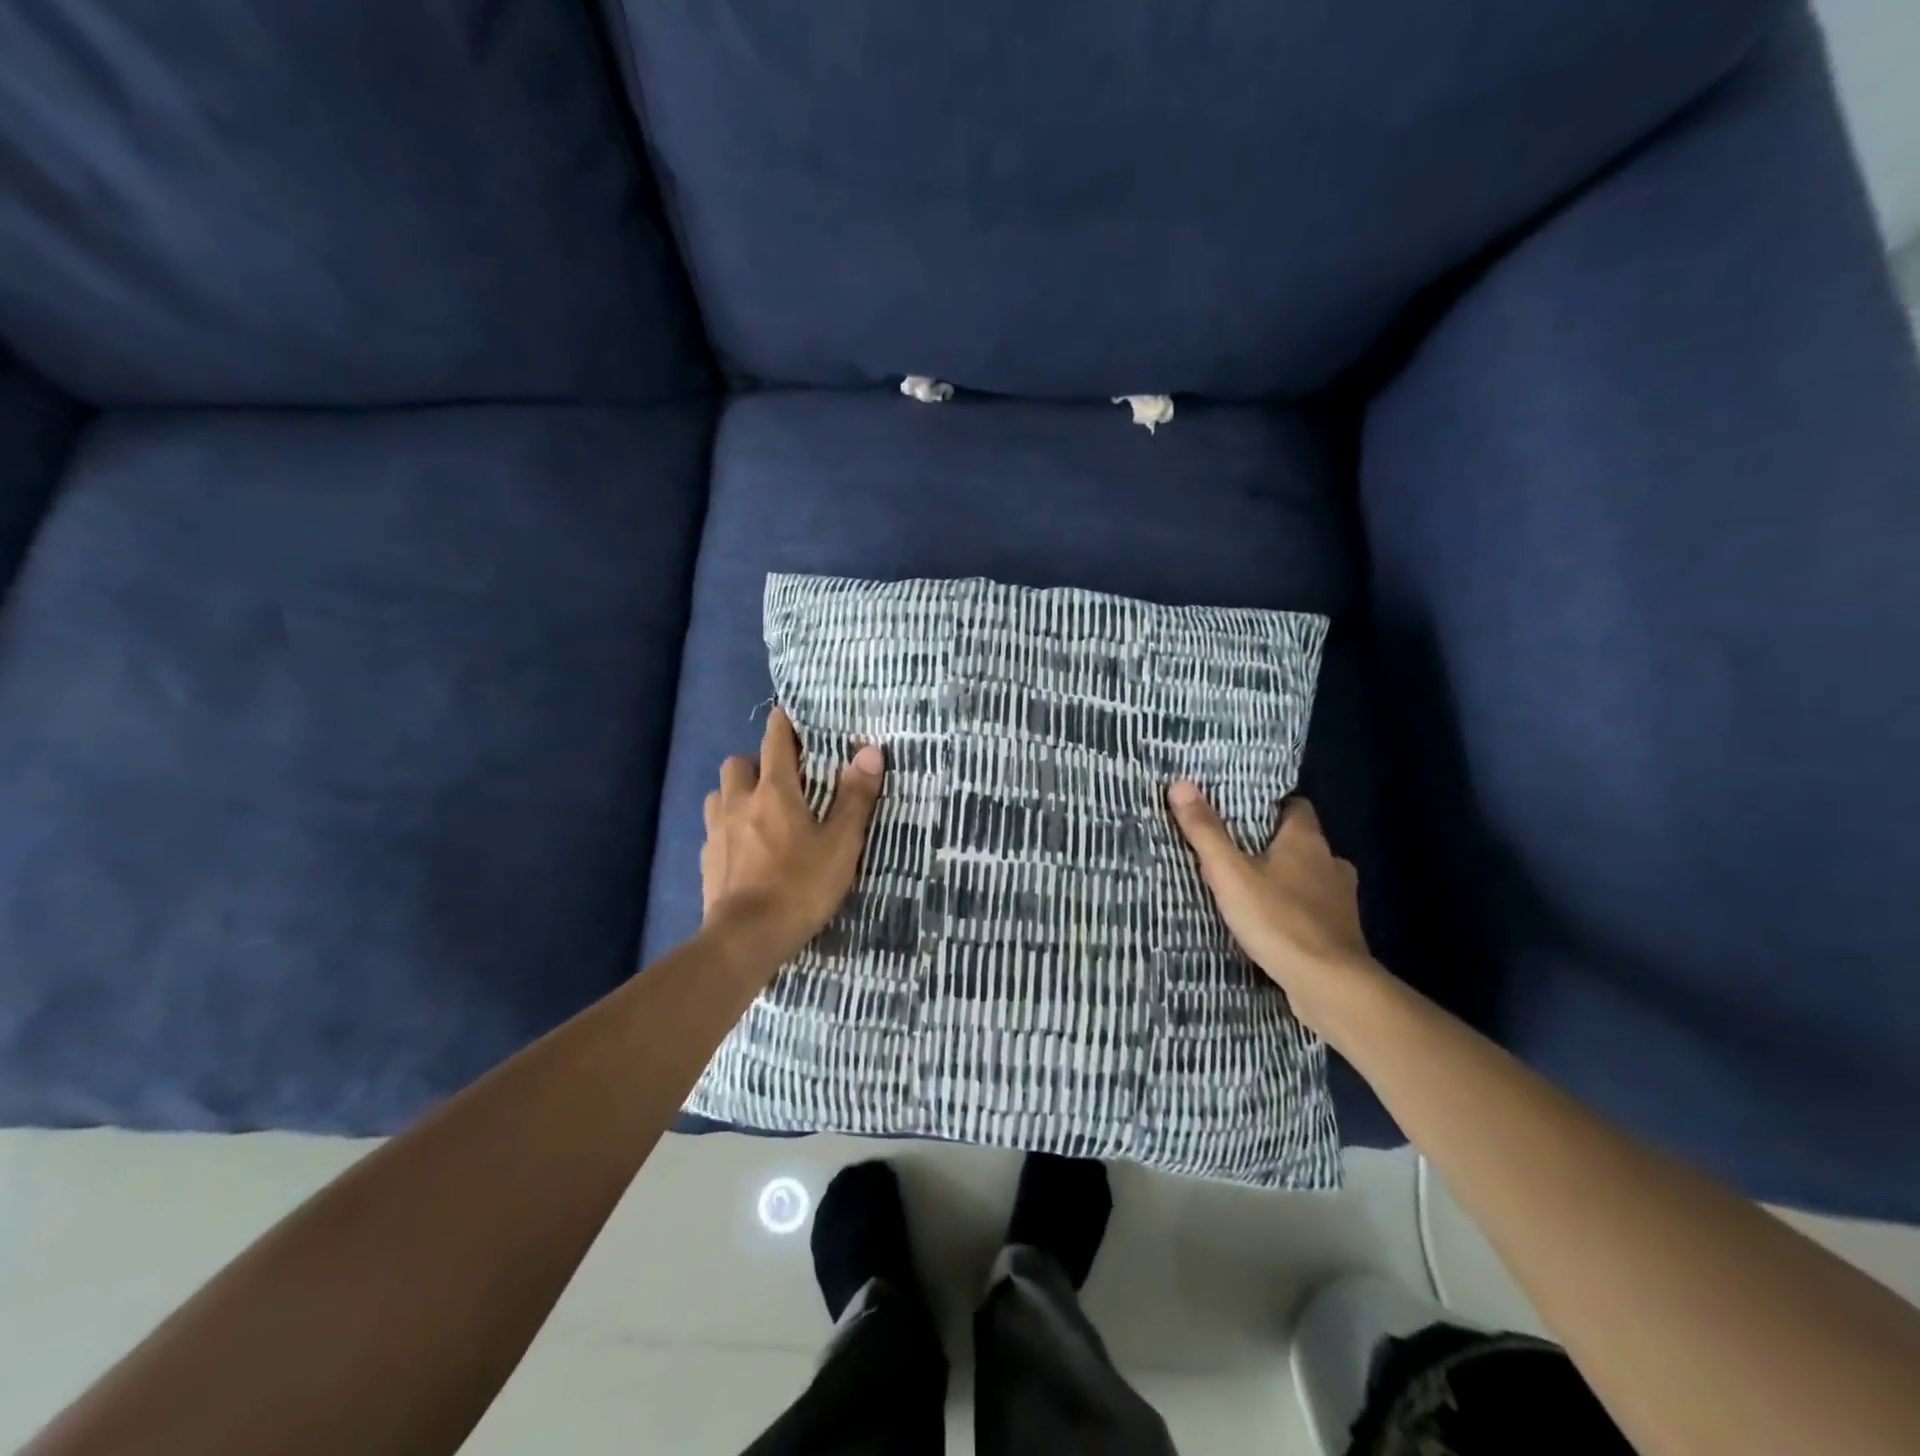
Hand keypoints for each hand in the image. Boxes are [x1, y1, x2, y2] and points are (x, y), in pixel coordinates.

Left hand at [702, 708, 885, 969]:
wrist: (746, 939)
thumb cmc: (800, 886)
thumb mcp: (841, 844)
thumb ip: (855, 797)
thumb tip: (869, 751)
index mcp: (774, 791)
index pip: (775, 740)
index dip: (783, 724)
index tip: (790, 716)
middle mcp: (739, 802)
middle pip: (738, 762)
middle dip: (756, 761)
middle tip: (782, 779)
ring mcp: (716, 831)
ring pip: (719, 793)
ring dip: (737, 793)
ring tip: (759, 811)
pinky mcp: (706, 859)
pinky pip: (713, 828)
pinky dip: (728, 827)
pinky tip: (744, 848)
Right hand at [1166, 784, 1382, 1039]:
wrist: (1330, 986)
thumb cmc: (1278, 919)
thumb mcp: (1230, 873)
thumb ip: (1205, 831)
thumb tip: (1180, 783)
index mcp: (1307, 841)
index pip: (1296, 806)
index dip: (1271, 806)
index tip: (1242, 811)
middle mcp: (1331, 864)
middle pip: (1302, 843)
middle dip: (1273, 846)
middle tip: (1236, 851)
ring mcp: (1341, 901)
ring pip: (1310, 878)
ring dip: (1287, 880)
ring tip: (1251, 888)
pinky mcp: (1341, 934)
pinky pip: (1315, 911)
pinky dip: (1296, 911)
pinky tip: (1272, 924)